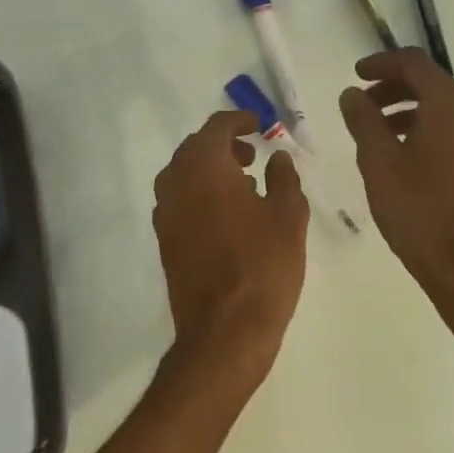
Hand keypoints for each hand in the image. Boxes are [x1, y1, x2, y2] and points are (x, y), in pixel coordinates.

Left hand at [152, 110, 309, 392]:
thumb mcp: (288, 215)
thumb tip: (278, 158)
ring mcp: (165, 214)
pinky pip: (180, 201)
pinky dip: (200, 194)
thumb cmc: (263, 265)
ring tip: (245, 184)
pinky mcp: (165, 241)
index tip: (260, 125)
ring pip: (184, 175)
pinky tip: (228, 215)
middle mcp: (175, 183)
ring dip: (211, 170)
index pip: (216, 127)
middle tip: (253, 154)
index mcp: (204, 167)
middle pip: (195, 148)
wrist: (225, 331)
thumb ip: (284, 178)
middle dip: (224, 145)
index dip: (239, 121)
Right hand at [339, 49, 453, 295]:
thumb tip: (352, 94)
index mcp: (448, 105)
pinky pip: (447, 129)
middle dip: (391, 85)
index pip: (415, 63)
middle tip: (360, 103)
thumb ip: (363, 119)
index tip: (355, 76)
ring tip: (372, 129)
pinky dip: (420, 126)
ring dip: (404, 107)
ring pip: (438, 107)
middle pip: (429, 82)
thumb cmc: (416, 207)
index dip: (382, 63)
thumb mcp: (378, 159)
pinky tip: (397, 152)